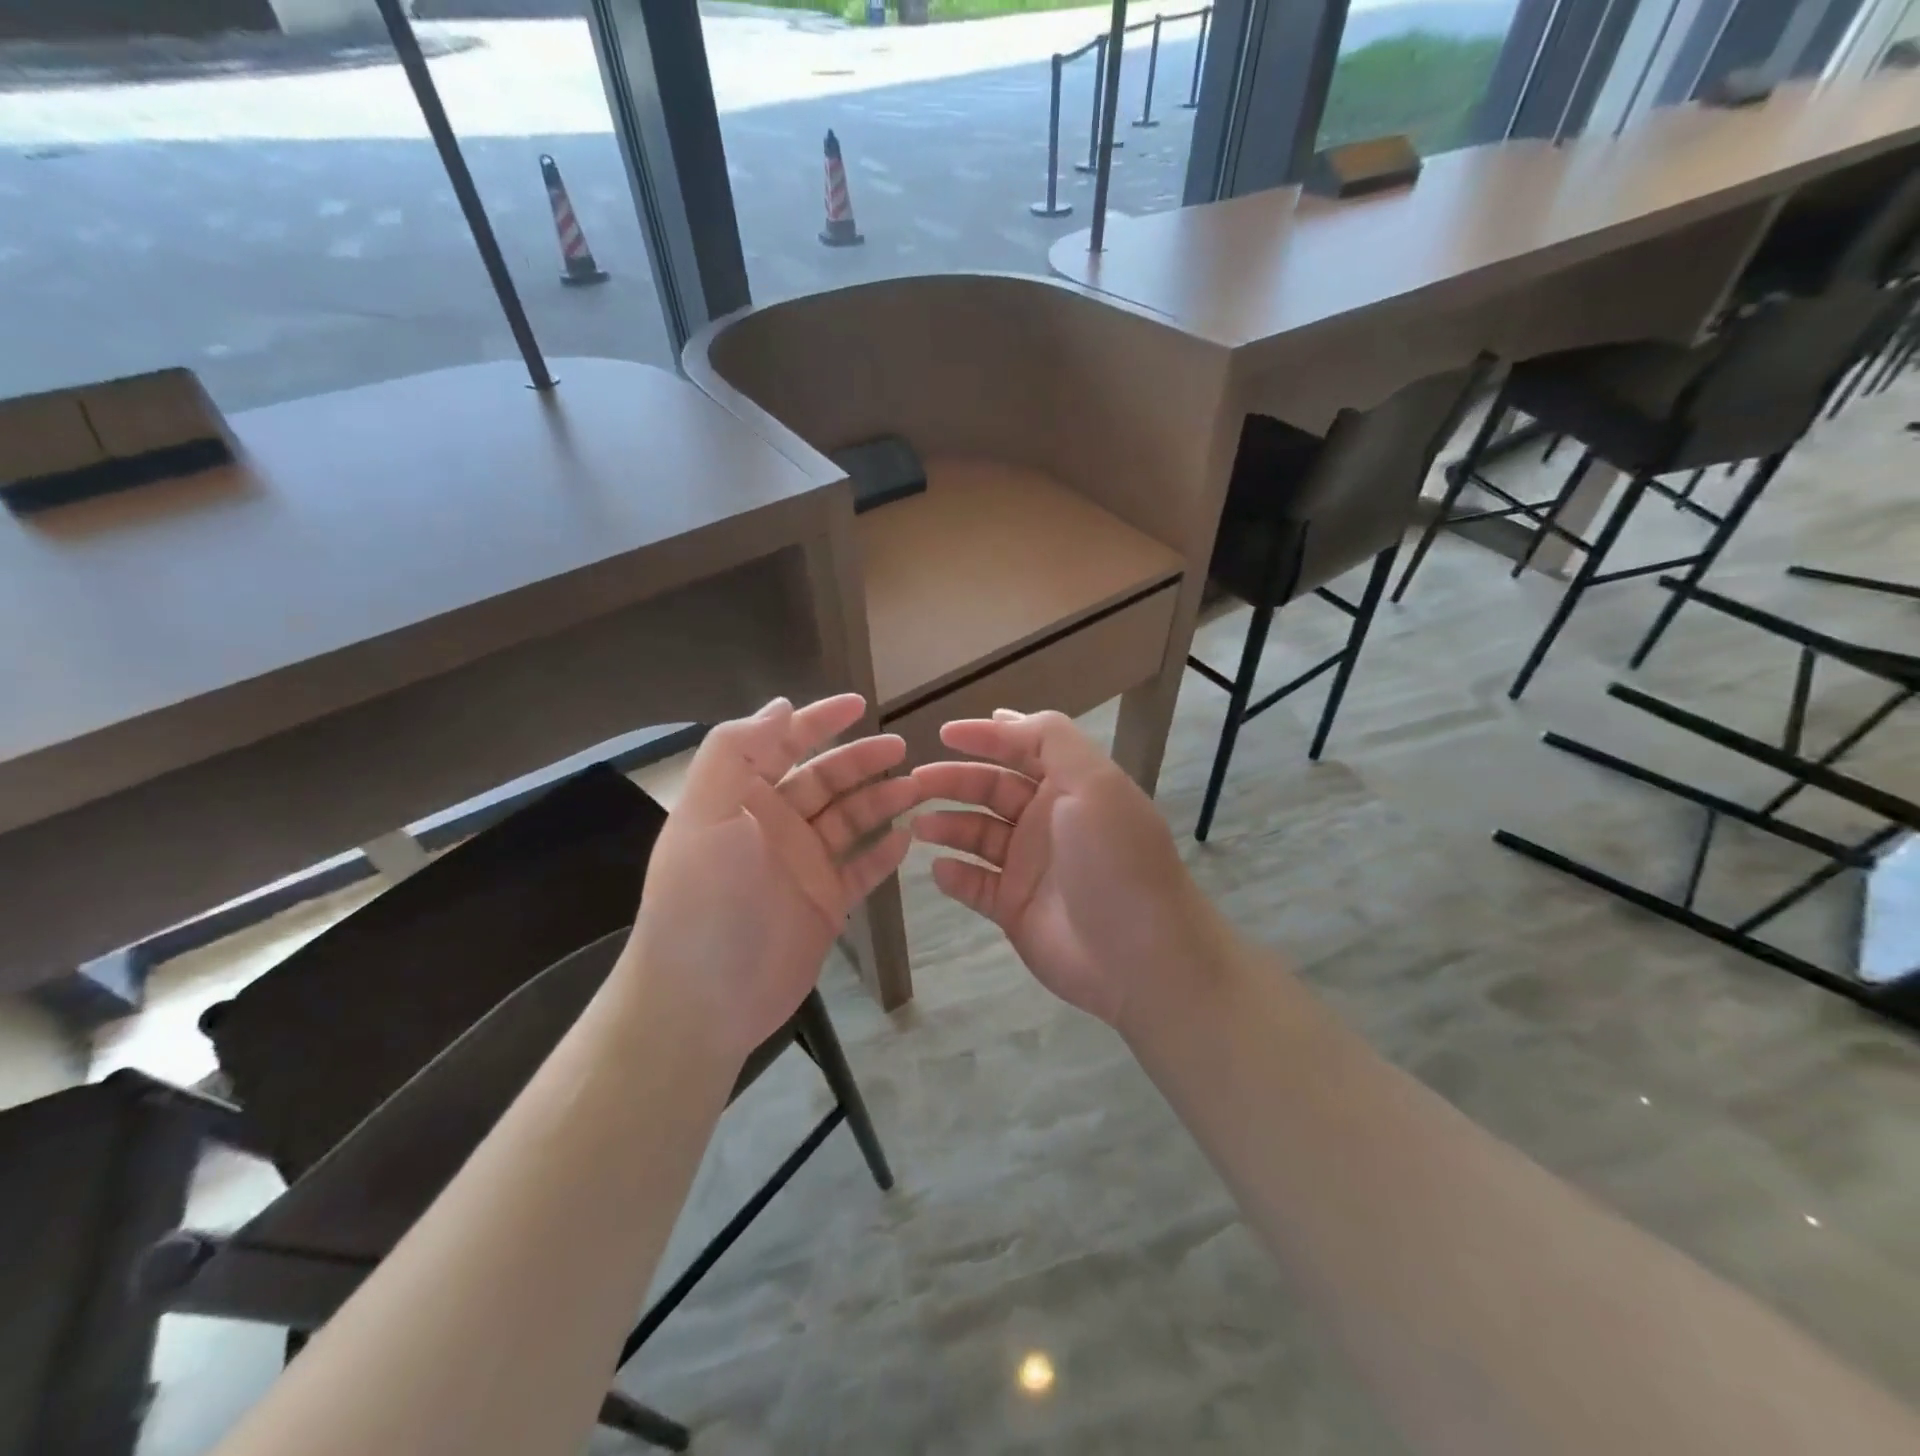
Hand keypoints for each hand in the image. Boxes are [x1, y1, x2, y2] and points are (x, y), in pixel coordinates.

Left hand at [623, 695, 919, 1063]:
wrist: (702, 1000)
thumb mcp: (705, 815)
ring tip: (918, 790)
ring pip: (850, 820)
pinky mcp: (825, 903)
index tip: (859, 704)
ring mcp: (802, 865)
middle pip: (826, 780)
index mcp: (742, 798)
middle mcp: (775, 824)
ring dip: (882, 801)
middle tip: (903, 750)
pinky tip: (908, 839)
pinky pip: (862, 868)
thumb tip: (780, 706)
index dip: (819, 721)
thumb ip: (737, 752)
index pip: (782, 744)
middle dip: (862, 760)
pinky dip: (884, 852)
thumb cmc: (703, 900)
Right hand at [911, 710, 1225, 1032]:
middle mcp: (1047, 820)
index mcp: (1070, 786)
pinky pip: (975, 884)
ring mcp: (1030, 865)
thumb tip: (1005, 716)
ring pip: (978, 834)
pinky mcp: (1015, 907)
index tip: (943, 733)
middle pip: (991, 789)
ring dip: (947, 825)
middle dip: (953, 781)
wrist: (1140, 955)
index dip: (985, 737)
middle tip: (914, 784)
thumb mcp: (1094, 783)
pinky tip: (939, 869)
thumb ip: (1052, 740)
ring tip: (919, 826)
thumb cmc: (1114, 859)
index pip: (1021, 748)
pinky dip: (955, 875)